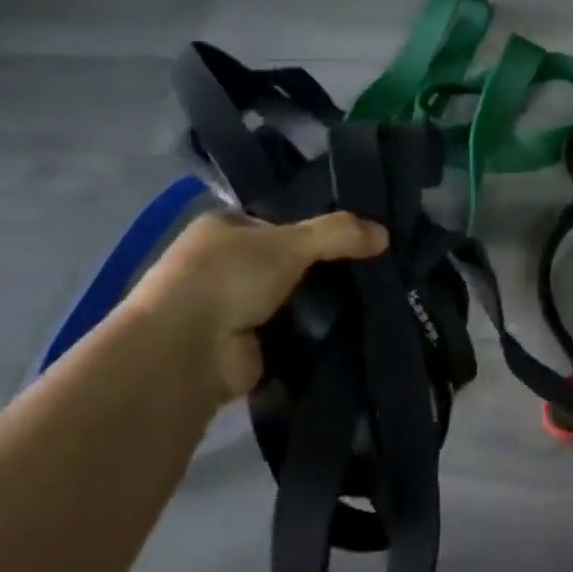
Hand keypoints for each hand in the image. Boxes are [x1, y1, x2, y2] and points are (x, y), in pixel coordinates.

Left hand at [122, 209, 387, 399]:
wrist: (188, 352)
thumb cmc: (228, 278)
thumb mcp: (290, 242)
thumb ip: (338, 234)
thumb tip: (385, 234)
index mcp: (224, 228)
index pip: (281, 219)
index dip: (319, 224)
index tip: (362, 232)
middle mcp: (227, 264)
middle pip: (292, 260)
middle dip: (328, 265)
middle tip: (378, 265)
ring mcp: (237, 307)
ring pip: (296, 296)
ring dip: (326, 301)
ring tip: (378, 295)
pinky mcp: (251, 344)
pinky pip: (296, 331)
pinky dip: (319, 330)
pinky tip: (358, 325)